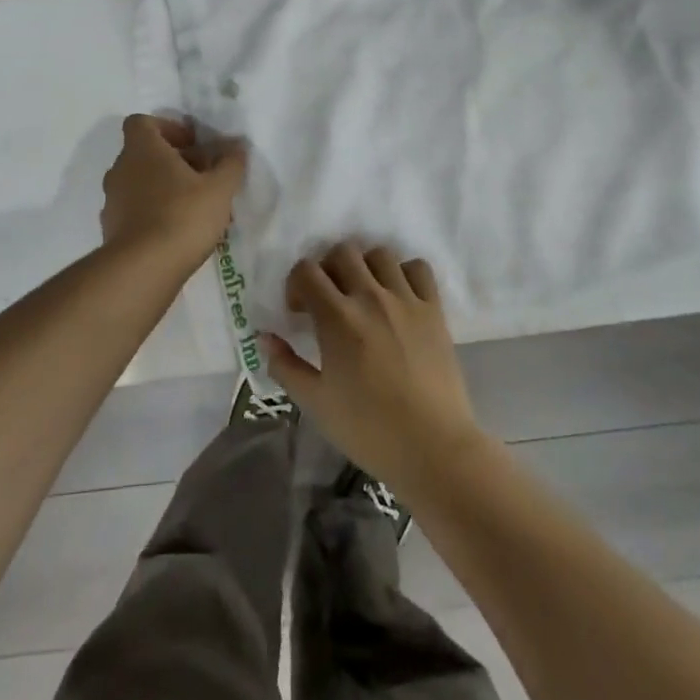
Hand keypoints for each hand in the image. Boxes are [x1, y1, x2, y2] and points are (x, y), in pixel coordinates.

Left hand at [100, 115, 246, 270]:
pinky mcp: (111, 229)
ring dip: (164, 187)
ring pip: (139, 183)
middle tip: (203, 177)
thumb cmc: (183, 215)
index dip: (167, 128)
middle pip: (144, 153)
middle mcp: (120, 169)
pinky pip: (134, 210)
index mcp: (142, 149)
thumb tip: (237, 146)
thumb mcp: (219, 188)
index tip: (192, 144)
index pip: (142, 122)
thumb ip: (230, 163)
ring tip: (194, 207)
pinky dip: (152, 212)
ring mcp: (112, 200)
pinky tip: (177, 231)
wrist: (142, 269)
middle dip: (173, 161)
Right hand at [263, 243, 485, 495]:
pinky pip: (418, 268)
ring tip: (363, 293)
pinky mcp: (434, 309)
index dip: (296, 284)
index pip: (306, 270)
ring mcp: (406, 300)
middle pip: (342, 252)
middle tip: (329, 299)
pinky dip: (405, 273)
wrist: (433, 448)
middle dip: (328, 269)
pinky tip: (399, 295)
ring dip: (365, 266)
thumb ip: (285, 366)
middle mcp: (370, 297)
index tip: (299, 312)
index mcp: (336, 318)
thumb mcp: (316, 403)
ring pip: (380, 253)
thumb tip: (264, 337)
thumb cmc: (368, 430)